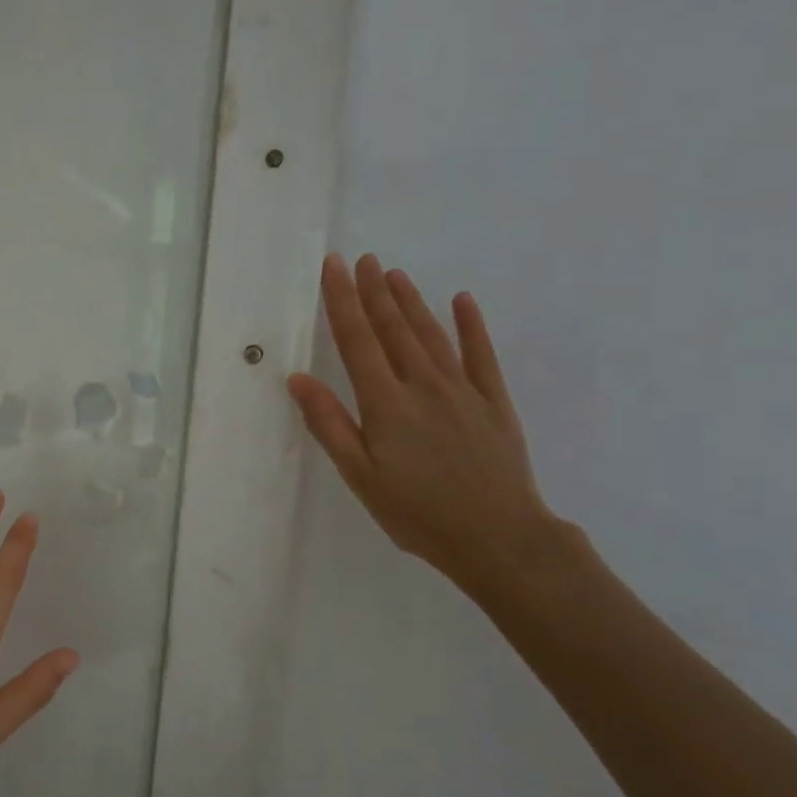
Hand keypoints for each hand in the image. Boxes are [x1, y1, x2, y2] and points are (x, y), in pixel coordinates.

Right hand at [287, 253, 562, 588]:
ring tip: (394, 274)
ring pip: (431, 334)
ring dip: (410, 302)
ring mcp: (462, 390)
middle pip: (393, 329)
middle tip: (362, 259)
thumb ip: (329, 425)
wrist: (498, 536)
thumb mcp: (360, 476)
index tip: (333, 267)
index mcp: (385, 404)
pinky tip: (462, 301)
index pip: (357, 341)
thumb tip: (298, 379)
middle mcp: (423, 385)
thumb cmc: (417, 513)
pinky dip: (470, 325)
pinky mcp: (493, 401)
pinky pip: (481, 354)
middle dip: (374, 292)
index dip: (343, 302)